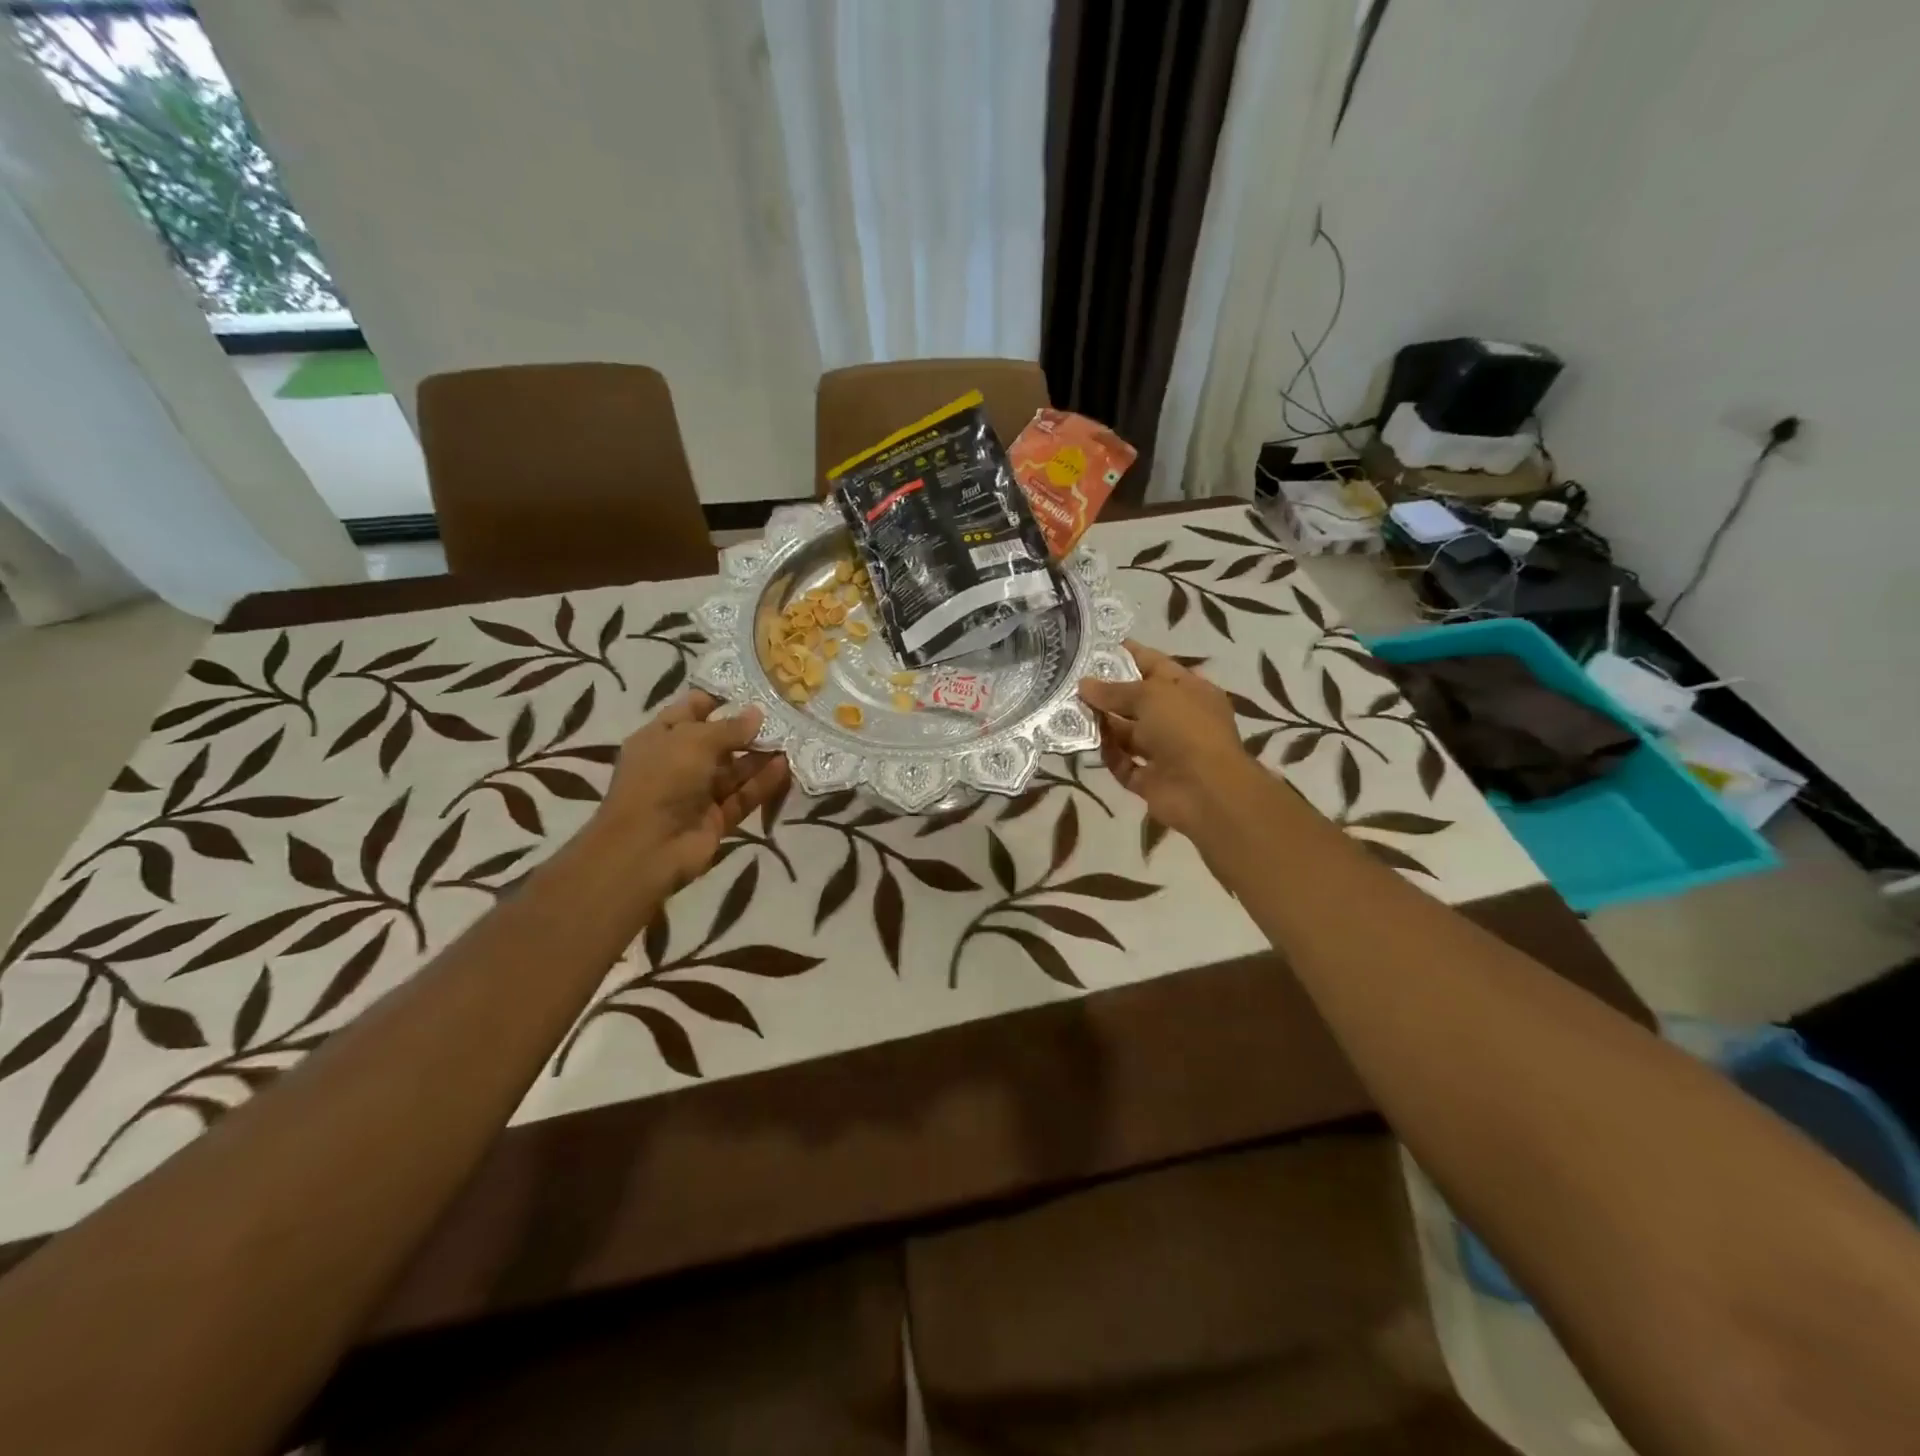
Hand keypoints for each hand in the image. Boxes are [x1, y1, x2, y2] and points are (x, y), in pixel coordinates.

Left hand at [593, 692, 788, 892]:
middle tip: (782, 716)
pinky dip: (762, 783)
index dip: (717, 700)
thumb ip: (729, 728)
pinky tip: (785, 766)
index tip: (751, 691)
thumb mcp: (694, 741)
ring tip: (791, 739)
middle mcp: (678, 764)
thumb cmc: (662, 780)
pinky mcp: (717, 818)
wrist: (648, 848)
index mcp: (660, 738)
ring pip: (734, 770)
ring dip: (760, 756)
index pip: (690, 711)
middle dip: (746, 730)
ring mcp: (698, 793)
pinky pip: (743, 796)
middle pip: (717, 742)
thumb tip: (757, 713)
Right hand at [1079, 641, 1267, 842]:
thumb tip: (1084, 684)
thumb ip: (1114, 690)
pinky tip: (1082, 742)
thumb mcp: (1151, 696)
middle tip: (1071, 681)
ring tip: (1068, 710)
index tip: (1094, 648)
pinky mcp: (1150, 779)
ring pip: (1127, 733)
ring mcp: (1165, 751)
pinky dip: (1107, 754)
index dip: (1127, 654)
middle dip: (1107, 692)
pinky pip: (1123, 763)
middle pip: (1137, 701)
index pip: (1155, 665)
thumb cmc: (1185, 729)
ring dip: (1102, 723)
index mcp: (1189, 690)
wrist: (1206, 791)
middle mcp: (1178, 719)